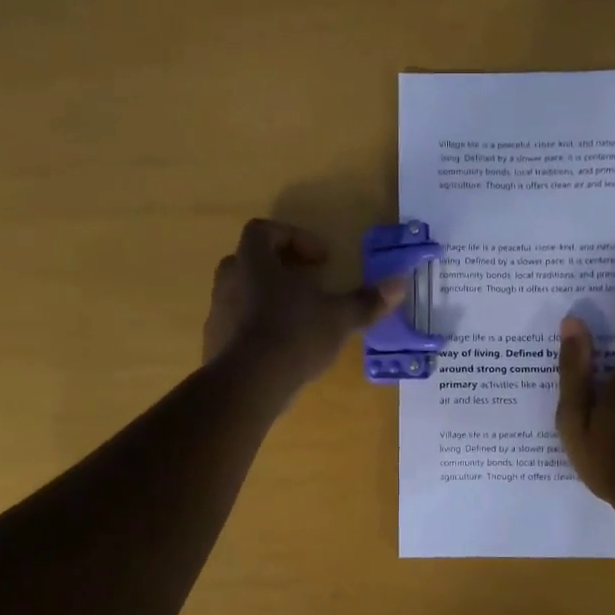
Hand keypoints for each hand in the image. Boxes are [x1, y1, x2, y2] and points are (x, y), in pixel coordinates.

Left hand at [204, 219, 401, 393]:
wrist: (249, 384)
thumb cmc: (295, 335)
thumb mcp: (339, 317)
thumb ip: (367, 300)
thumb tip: (400, 283)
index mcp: (254, 262)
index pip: (263, 230)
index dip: (293, 237)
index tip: (320, 260)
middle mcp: (229, 280)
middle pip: (250, 260)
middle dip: (279, 269)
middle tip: (307, 286)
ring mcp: (217, 313)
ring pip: (241, 294)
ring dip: (267, 299)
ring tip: (297, 320)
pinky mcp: (214, 344)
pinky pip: (236, 325)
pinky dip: (256, 329)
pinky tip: (280, 351)